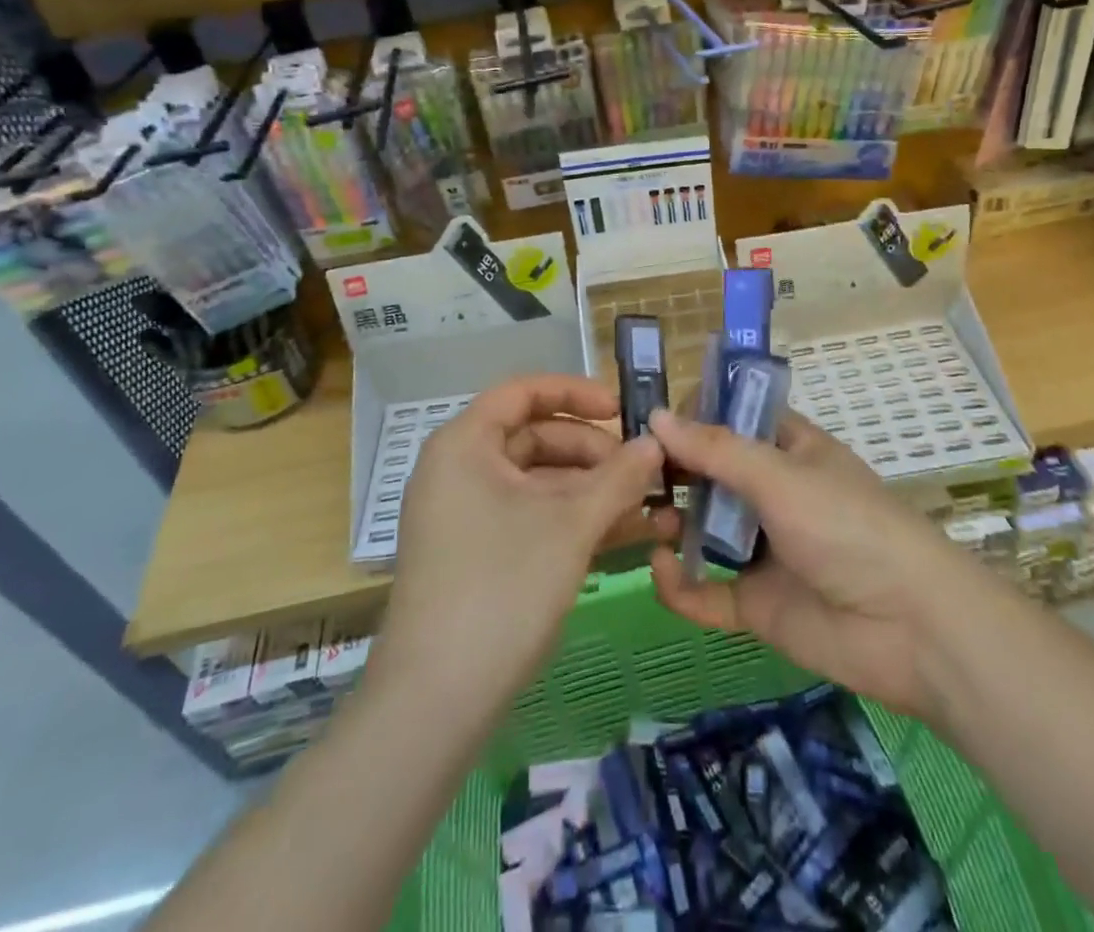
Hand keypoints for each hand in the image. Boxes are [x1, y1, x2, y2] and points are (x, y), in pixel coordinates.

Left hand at [373, 374, 659, 723]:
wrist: (437, 700)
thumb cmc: (502, 587)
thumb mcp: (570, 525)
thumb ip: (618, 477)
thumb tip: (656, 443)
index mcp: (465, 444)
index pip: (522, 393)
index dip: (575, 393)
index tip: (621, 410)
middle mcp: (460, 470)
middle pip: (535, 438)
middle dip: (593, 453)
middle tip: (643, 472)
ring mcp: (466, 516)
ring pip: (538, 485)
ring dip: (592, 493)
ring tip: (650, 508)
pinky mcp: (478, 556)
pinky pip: (531, 520)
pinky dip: (573, 522)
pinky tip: (624, 535)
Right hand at [648, 407, 957, 718]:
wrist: (913, 630)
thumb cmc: (849, 528)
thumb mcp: (781, 476)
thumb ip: (716, 450)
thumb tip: (656, 416)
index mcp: (789, 450)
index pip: (733, 419)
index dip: (694, 416)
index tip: (649, 421)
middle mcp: (773, 494)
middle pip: (712, 474)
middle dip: (673, 471)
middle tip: (630, 472)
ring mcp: (765, 550)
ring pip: (704, 530)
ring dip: (672, 522)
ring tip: (645, 518)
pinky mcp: (758, 604)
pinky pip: (708, 591)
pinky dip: (681, 585)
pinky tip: (661, 570)